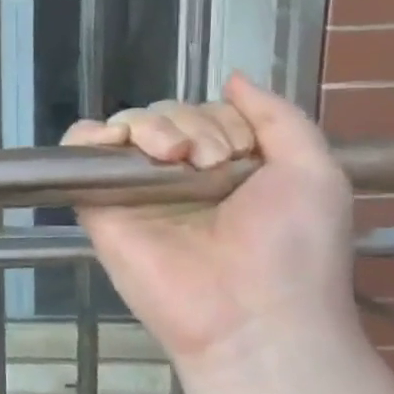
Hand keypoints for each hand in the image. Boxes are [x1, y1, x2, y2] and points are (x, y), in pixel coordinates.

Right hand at [64, 74, 355, 377]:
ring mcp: (136, 189)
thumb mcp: (313, 171)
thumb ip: (278, 117)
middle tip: (211, 164)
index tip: (239, 154)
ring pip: (126, 125)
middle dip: (191, 124)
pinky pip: (80, 152)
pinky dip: (90, 135)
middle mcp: (178, 175)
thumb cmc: (293, 249)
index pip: (206, 113)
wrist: (254, 316)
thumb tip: (233, 77)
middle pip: (165, 114)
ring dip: (151, 126)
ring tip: (173, 159)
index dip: (222, 120)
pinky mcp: (100, 205)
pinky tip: (115, 142)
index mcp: (225, 167)